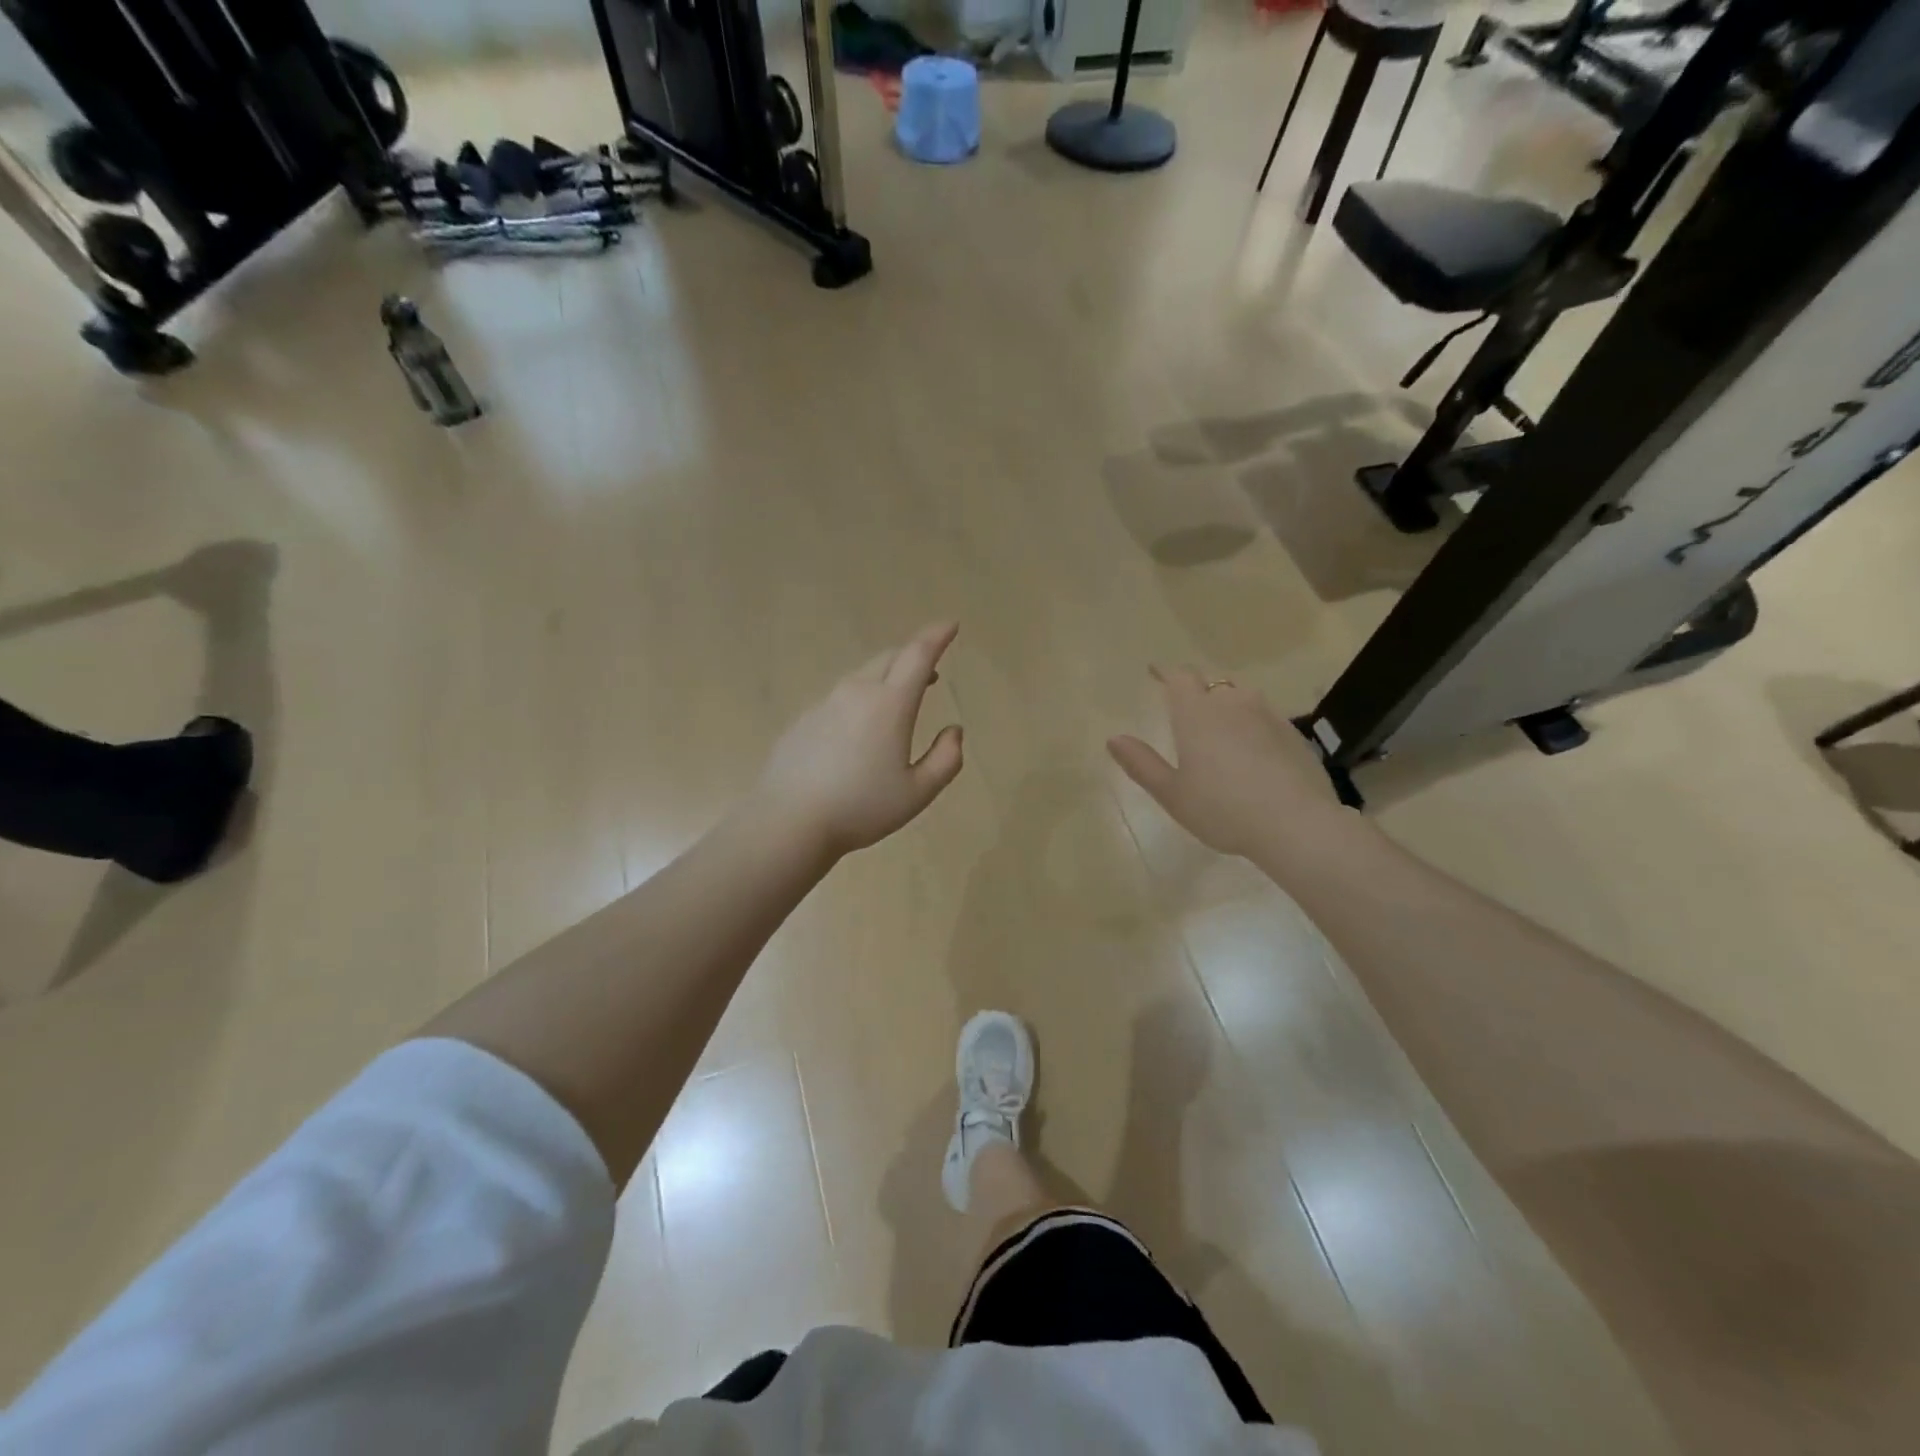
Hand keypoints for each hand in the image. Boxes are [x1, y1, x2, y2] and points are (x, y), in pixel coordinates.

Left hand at [756, 622, 964, 858]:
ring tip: (896, 704)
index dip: (937, 636)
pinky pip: (839, 700)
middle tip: (929, 672)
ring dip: (885, 680)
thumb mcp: (918, 793)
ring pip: (862, 677)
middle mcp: (857, 693)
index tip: (950, 625)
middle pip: (888, 658)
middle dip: (912, 657)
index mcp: (890, 704)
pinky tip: (857, 736)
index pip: (918, 655)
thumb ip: (946, 760)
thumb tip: (954, 731)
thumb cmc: (861, 808)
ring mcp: (825, 704)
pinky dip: (859, 702)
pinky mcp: (803, 721)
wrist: (788, 821)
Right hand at [1107, 667, 1340, 857]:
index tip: (1155, 671)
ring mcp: (1268, 716)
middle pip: (1212, 683)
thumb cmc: (1222, 809)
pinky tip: (1253, 748)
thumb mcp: (1172, 793)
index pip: (1179, 678)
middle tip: (1186, 704)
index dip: (1166, 672)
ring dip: (1227, 702)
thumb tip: (1114, 738)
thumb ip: (1142, 764)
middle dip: (1196, 688)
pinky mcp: (1293, 734)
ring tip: (1220, 722)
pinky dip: (1253, 722)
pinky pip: (1266, 716)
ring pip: (1242, 696)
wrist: (1296, 824)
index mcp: (1197, 714)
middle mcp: (1233, 704)